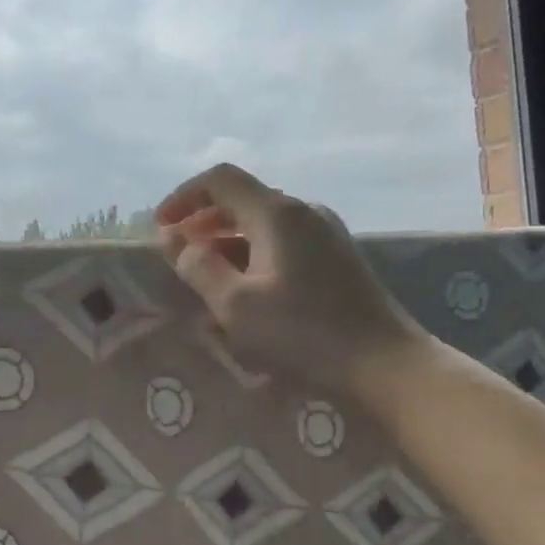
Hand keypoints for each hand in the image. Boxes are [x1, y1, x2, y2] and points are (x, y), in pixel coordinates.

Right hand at [156, 163, 425, 399]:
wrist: (384, 364)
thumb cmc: (303, 334)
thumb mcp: (236, 305)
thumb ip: (198, 267)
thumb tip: (175, 241)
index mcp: (277, 213)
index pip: (220, 180)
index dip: (183, 196)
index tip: (160, 226)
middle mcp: (303, 211)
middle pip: (243, 198)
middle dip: (203, 220)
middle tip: (178, 253)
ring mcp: (326, 232)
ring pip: (263, 222)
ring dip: (228, 239)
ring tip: (207, 273)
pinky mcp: (337, 256)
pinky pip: (283, 240)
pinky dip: (253, 252)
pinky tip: (247, 285)